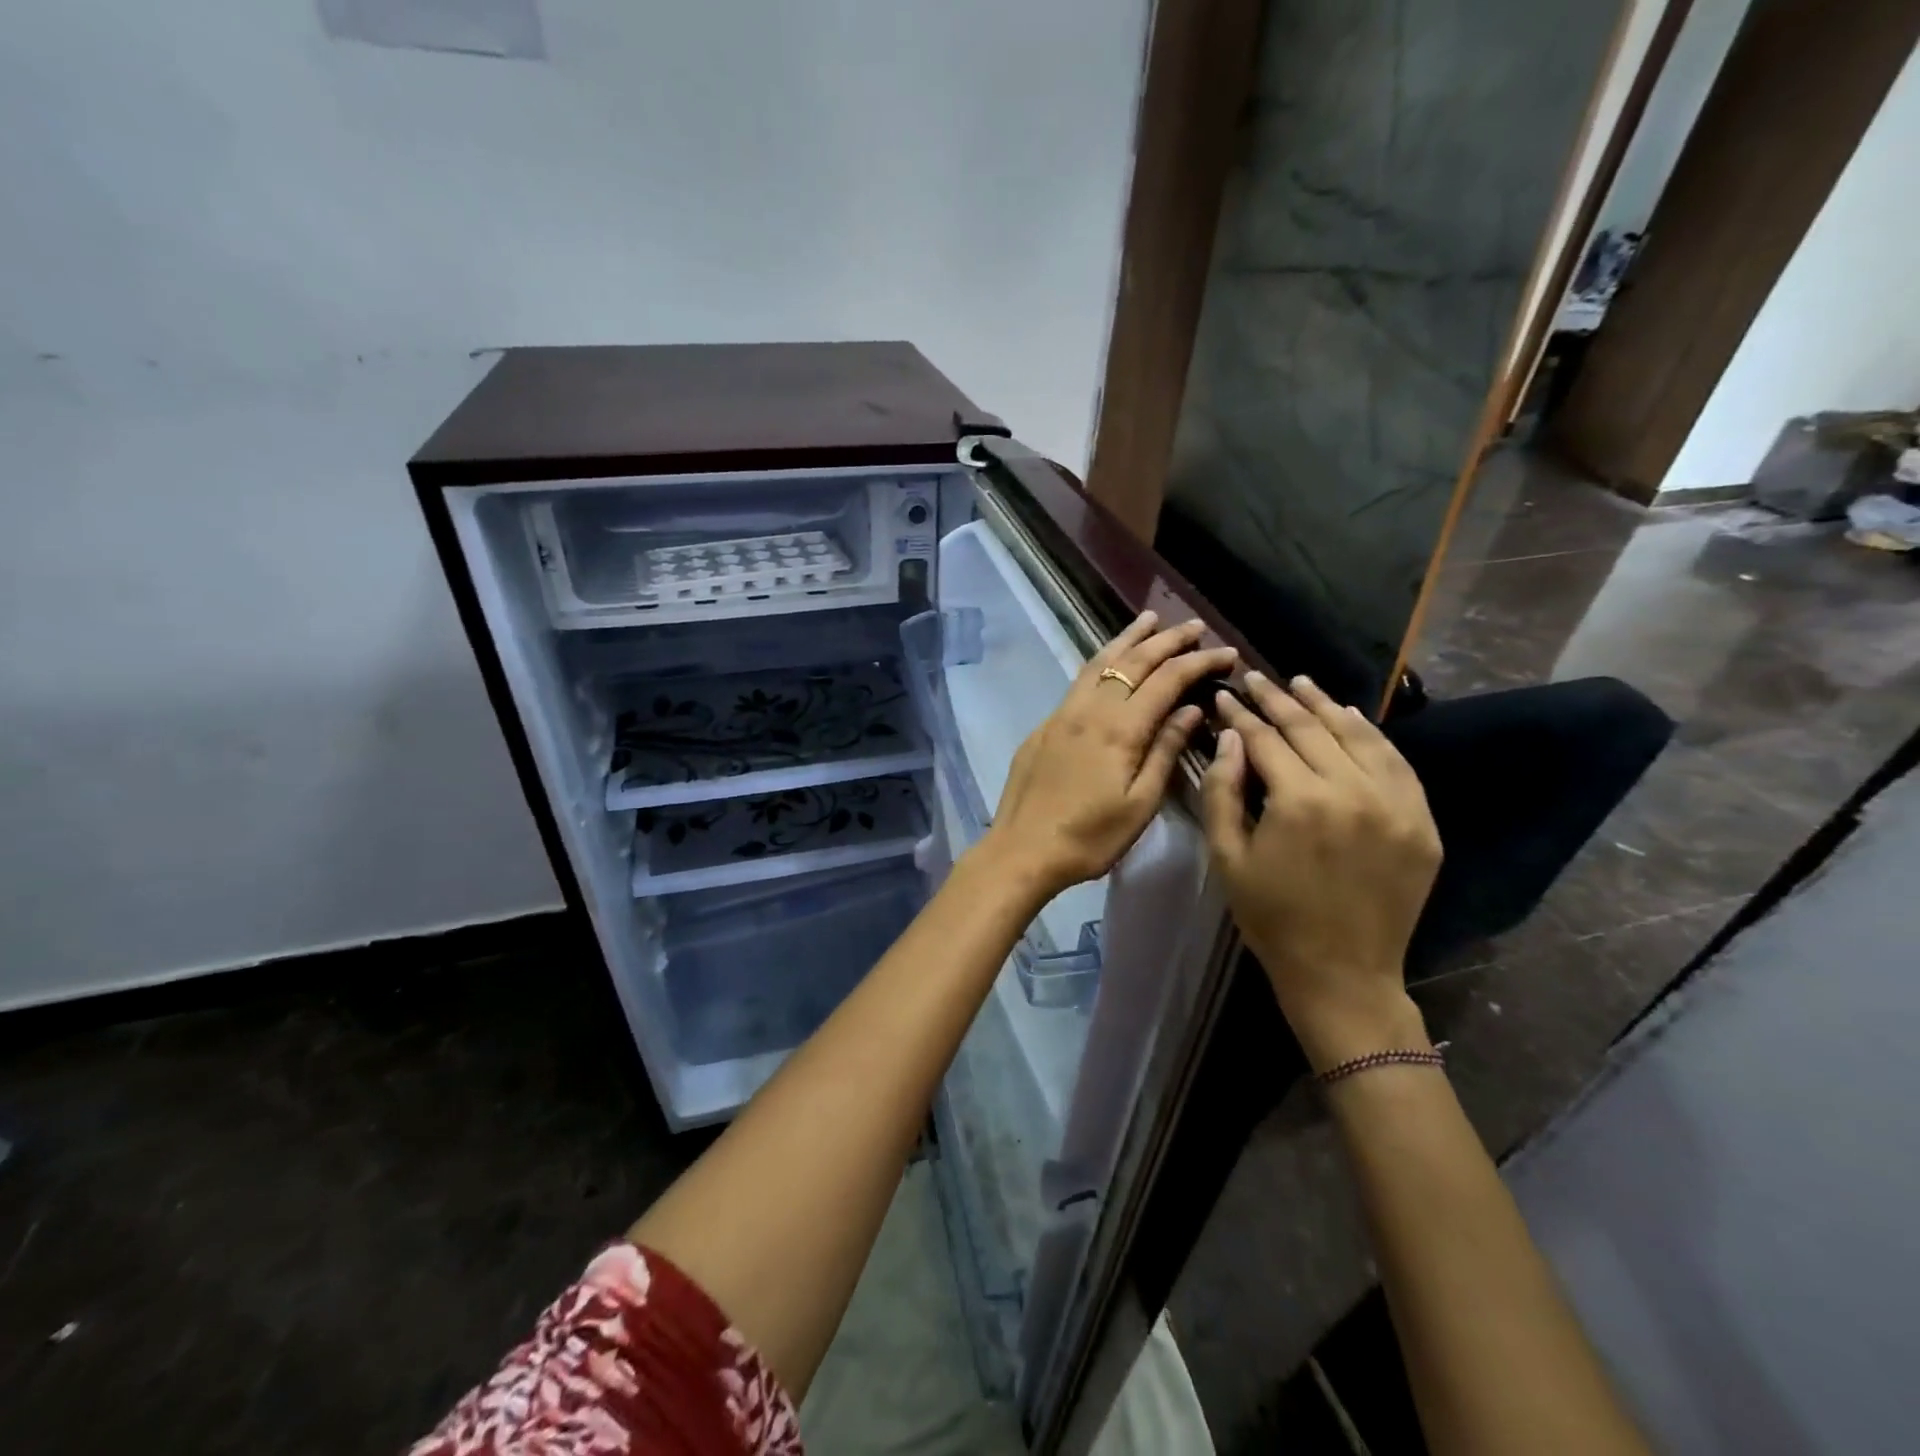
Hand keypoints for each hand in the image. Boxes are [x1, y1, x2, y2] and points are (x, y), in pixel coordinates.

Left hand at [981, 612, 1237, 898]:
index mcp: (1119, 729)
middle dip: (1168, 640)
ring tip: (1150, 619)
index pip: (1167, 680)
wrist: (1021, 849)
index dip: (1199, 662)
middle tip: (1195, 626)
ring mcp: (1062, 714)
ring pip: (1100, 663)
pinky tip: (1109, 661)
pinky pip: (1080, 680)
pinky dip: (1102, 661)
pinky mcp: (1045, 725)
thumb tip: (1191, 709)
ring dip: (1128, 638)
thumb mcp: (1140, 804)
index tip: (1228, 652)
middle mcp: (1089, 709)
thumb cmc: (1089, 837)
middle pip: (1133, 662)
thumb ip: (1165, 751)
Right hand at [1201, 672, 1442, 1069]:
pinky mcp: (1421, 821)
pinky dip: (1371, 735)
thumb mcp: (1227, 857)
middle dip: (1277, 699)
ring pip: (1357, 736)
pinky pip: (1395, 763)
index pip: (1265, 739)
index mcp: (1299, 802)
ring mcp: (1395, 804)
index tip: (1224, 695)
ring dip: (1324, 706)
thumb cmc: (1271, 917)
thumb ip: (1223, 791)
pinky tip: (1349, 717)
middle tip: (1254, 678)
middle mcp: (1352, 791)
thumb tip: (1229, 737)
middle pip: (1310, 729)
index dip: (1240, 714)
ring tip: (1300, 683)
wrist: (1342, 973)